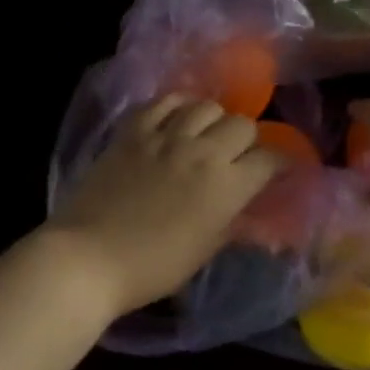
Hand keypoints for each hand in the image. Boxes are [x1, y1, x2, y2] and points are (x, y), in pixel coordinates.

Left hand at [45, 95, 283, 317]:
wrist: (89, 257)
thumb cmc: (152, 267)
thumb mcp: (204, 251)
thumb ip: (234, 225)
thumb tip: (257, 219)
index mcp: (227, 186)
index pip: (270, 159)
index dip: (280, 164)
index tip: (278, 171)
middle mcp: (203, 152)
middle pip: (243, 124)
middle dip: (248, 140)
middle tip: (238, 156)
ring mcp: (165, 136)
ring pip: (206, 105)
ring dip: (214, 120)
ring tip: (205, 134)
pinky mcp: (133, 130)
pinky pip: (164, 101)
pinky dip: (177, 106)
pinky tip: (175, 119)